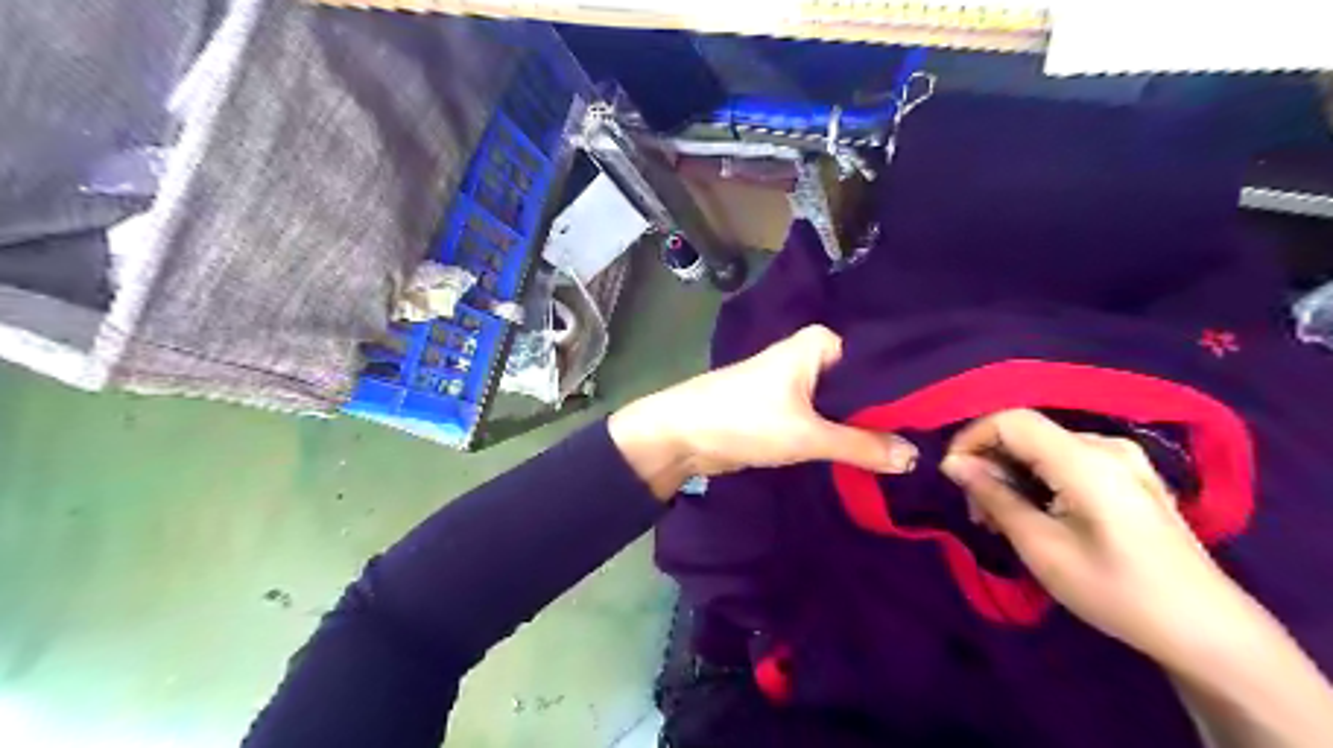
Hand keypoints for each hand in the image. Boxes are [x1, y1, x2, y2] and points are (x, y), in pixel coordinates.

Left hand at [610, 325, 916, 496]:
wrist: (683, 436)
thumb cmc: (745, 419)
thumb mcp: (808, 435)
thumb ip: (862, 445)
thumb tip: (915, 457)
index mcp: (820, 344)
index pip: (878, 363)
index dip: (907, 392)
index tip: (943, 418)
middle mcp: (811, 356)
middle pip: (861, 386)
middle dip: (887, 413)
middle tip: (931, 441)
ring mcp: (797, 383)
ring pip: (842, 405)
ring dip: (864, 427)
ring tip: (910, 450)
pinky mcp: (786, 408)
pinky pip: (824, 419)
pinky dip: (840, 435)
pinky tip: (870, 454)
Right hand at [935, 411, 1250, 662]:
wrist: (1207, 630)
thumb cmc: (1116, 591)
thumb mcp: (1041, 547)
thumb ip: (994, 496)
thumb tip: (953, 464)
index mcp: (1085, 459)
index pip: (1010, 420)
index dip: (971, 439)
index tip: (952, 477)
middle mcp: (1105, 445)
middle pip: (1026, 433)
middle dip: (989, 463)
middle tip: (977, 512)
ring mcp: (1122, 458)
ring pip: (1042, 447)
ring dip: (1011, 474)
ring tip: (1000, 520)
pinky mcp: (1129, 475)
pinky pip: (1066, 460)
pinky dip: (1037, 479)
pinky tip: (1033, 514)